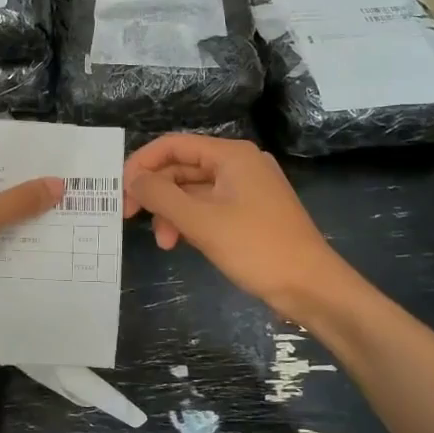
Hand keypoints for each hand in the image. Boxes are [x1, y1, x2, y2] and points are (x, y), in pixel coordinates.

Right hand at [123, 135, 352, 320]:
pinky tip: (182, 243)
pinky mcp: (251, 212)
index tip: (121, 191)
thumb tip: (132, 178)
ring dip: (172, 213)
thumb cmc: (256, 247)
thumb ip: (161, 195)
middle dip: (156, 193)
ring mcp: (247, 189)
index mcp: (231, 155)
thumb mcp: (201, 221)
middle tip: (130, 218)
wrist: (312, 287)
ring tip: (164, 243)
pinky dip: (191, 222)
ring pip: (194, 191)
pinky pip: (210, 207)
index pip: (173, 145)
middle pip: (182, 167)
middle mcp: (239, 164)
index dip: (142, 164)